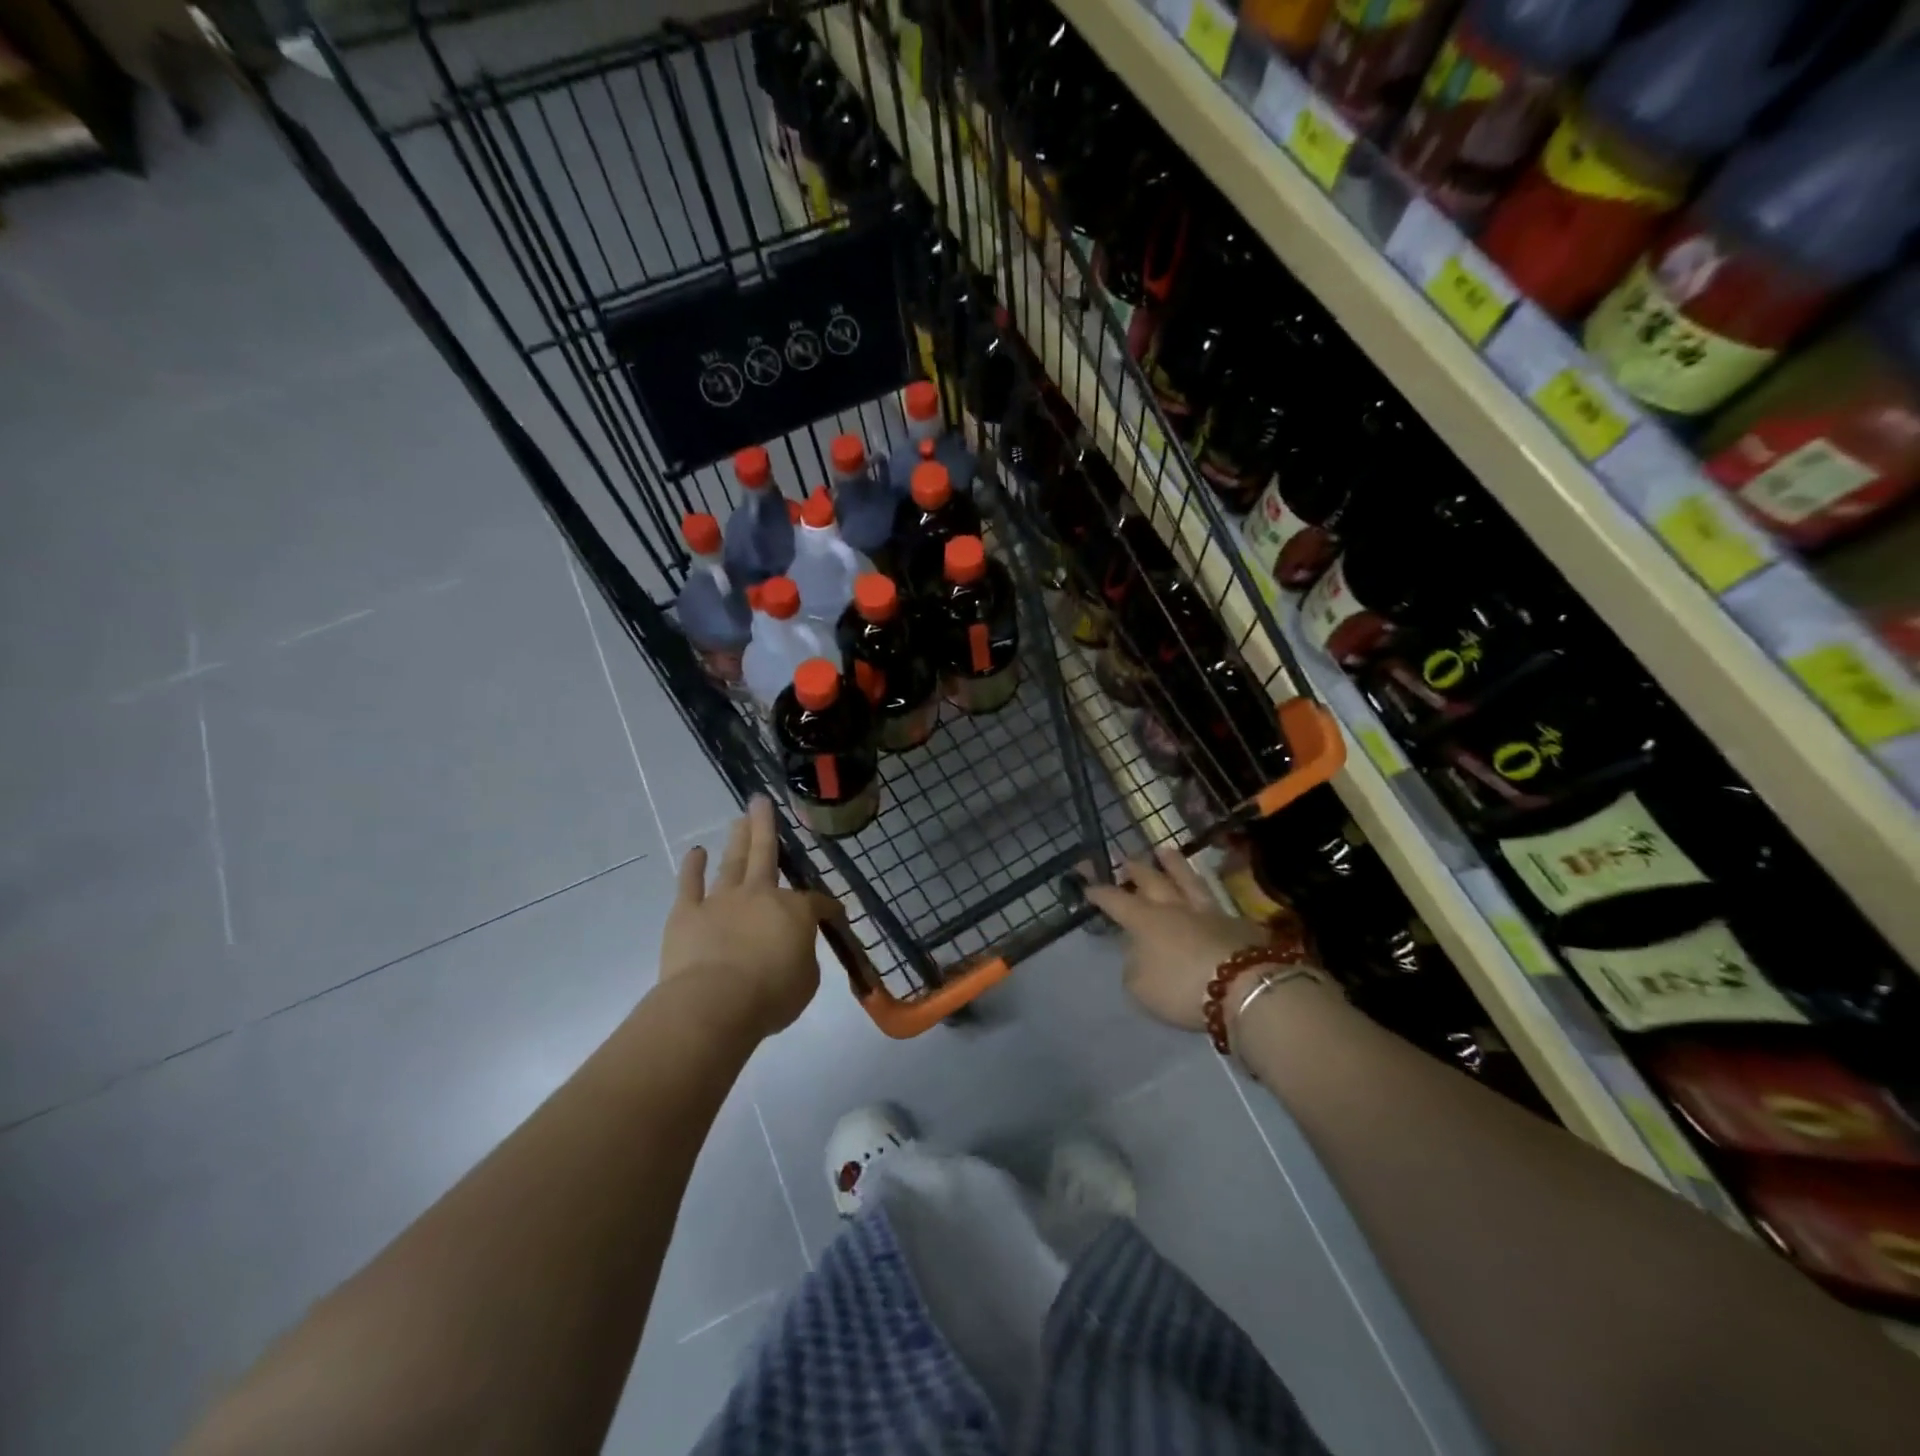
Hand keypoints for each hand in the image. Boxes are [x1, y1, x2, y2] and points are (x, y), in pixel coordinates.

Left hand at [661, 796, 839, 1038]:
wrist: (715, 1004)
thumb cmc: (770, 996)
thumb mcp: (806, 981)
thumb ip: (803, 958)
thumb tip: (794, 950)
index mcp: (794, 911)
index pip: (817, 903)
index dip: (828, 907)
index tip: (834, 913)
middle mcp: (759, 895)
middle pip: (765, 854)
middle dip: (765, 826)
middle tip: (762, 801)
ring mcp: (721, 900)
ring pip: (732, 862)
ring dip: (737, 838)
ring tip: (739, 818)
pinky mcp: (687, 913)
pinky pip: (690, 884)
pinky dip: (692, 867)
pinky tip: (696, 852)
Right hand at [1084, 846, 1286, 1030]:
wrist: (1244, 987)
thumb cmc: (1181, 988)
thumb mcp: (1141, 988)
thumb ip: (1134, 967)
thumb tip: (1138, 955)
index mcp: (1144, 921)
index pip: (1115, 900)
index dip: (1100, 893)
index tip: (1088, 886)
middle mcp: (1173, 908)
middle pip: (1152, 880)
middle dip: (1135, 868)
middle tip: (1126, 858)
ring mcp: (1208, 912)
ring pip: (1187, 880)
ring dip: (1174, 865)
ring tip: (1164, 850)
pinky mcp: (1237, 923)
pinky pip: (1215, 901)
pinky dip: (1205, 894)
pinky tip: (1206, 894)